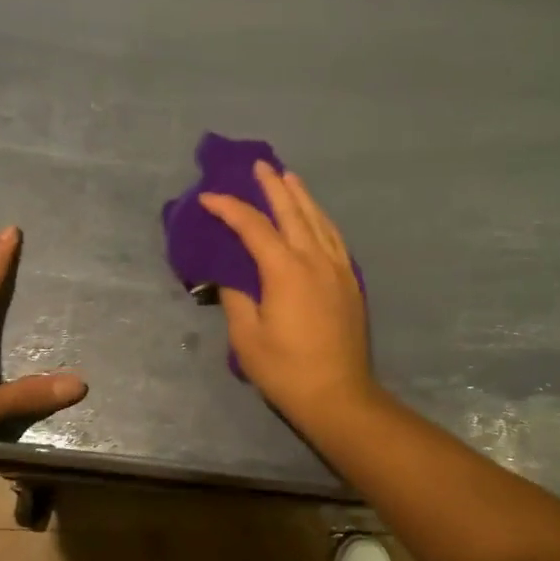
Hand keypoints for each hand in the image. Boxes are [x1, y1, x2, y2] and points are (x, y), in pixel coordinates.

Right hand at [200, 163, 376, 423]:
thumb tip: (231, 278)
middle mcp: (315, 260)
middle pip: (293, 212)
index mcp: (286, 270)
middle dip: (274, 186)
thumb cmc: (287, 371)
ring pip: (319, 221)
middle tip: (260, 165)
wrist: (339, 395)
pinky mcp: (350, 282)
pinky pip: (335, 239)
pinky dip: (322, 220)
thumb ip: (236, 300)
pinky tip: (317, 218)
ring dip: (302, 197)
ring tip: (290, 178)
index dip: (230, 209)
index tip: (209, 198)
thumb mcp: (247, 338)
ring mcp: (338, 269)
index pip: (254, 227)